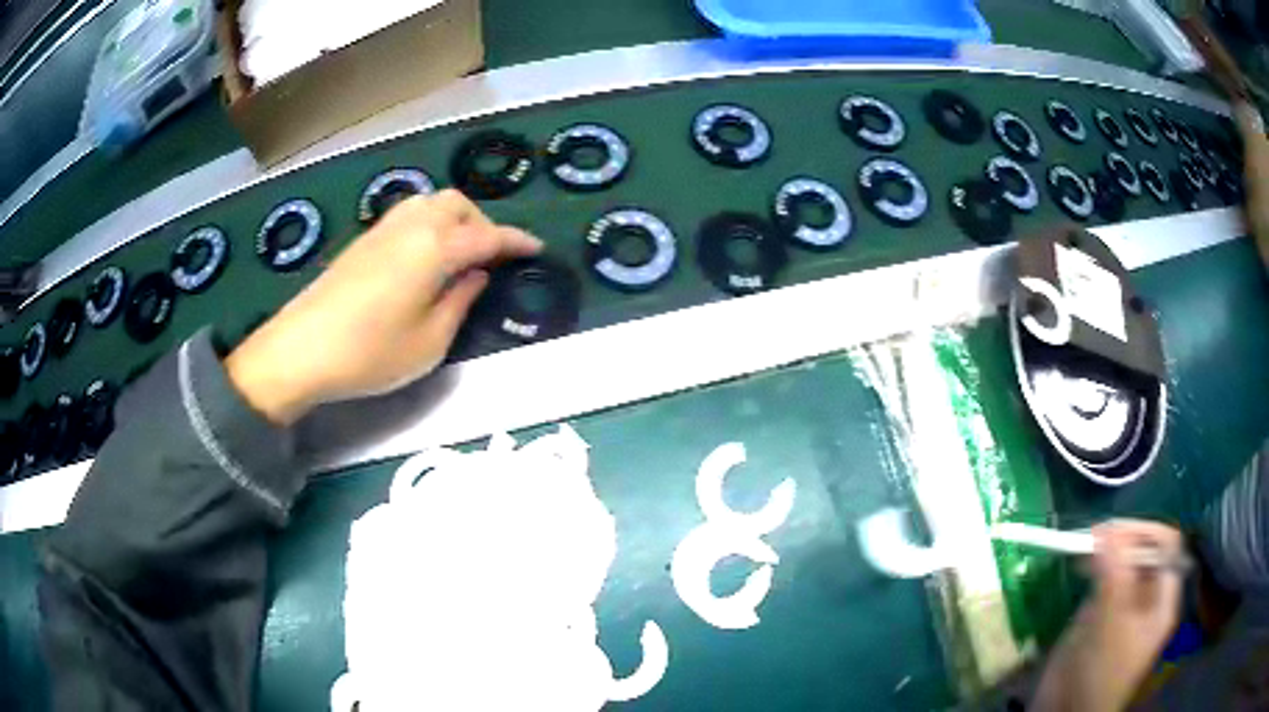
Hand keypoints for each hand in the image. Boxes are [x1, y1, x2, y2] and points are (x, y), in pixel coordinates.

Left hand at [225, 190, 541, 424]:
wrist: (301, 349)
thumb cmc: (370, 353)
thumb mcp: (429, 342)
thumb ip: (460, 302)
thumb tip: (477, 275)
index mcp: (435, 248)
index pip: (487, 237)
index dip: (515, 242)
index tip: (535, 249)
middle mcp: (412, 226)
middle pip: (457, 204)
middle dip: (482, 224)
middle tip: (489, 259)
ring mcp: (383, 229)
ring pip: (431, 202)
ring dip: (454, 219)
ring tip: (458, 255)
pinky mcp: (363, 240)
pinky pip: (409, 215)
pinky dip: (429, 224)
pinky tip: (424, 256)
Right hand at [1035, 520, 1184, 711]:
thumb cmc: (1100, 675)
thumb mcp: (1111, 626)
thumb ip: (1114, 577)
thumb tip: (1105, 530)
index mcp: (1162, 601)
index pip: (1167, 547)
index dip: (1145, 533)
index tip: (1114, 531)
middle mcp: (1147, 598)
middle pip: (1144, 552)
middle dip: (1122, 539)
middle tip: (1093, 537)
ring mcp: (1124, 606)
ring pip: (1122, 563)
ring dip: (1106, 551)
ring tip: (1083, 547)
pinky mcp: (1100, 615)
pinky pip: (1102, 581)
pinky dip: (1093, 567)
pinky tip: (1079, 566)